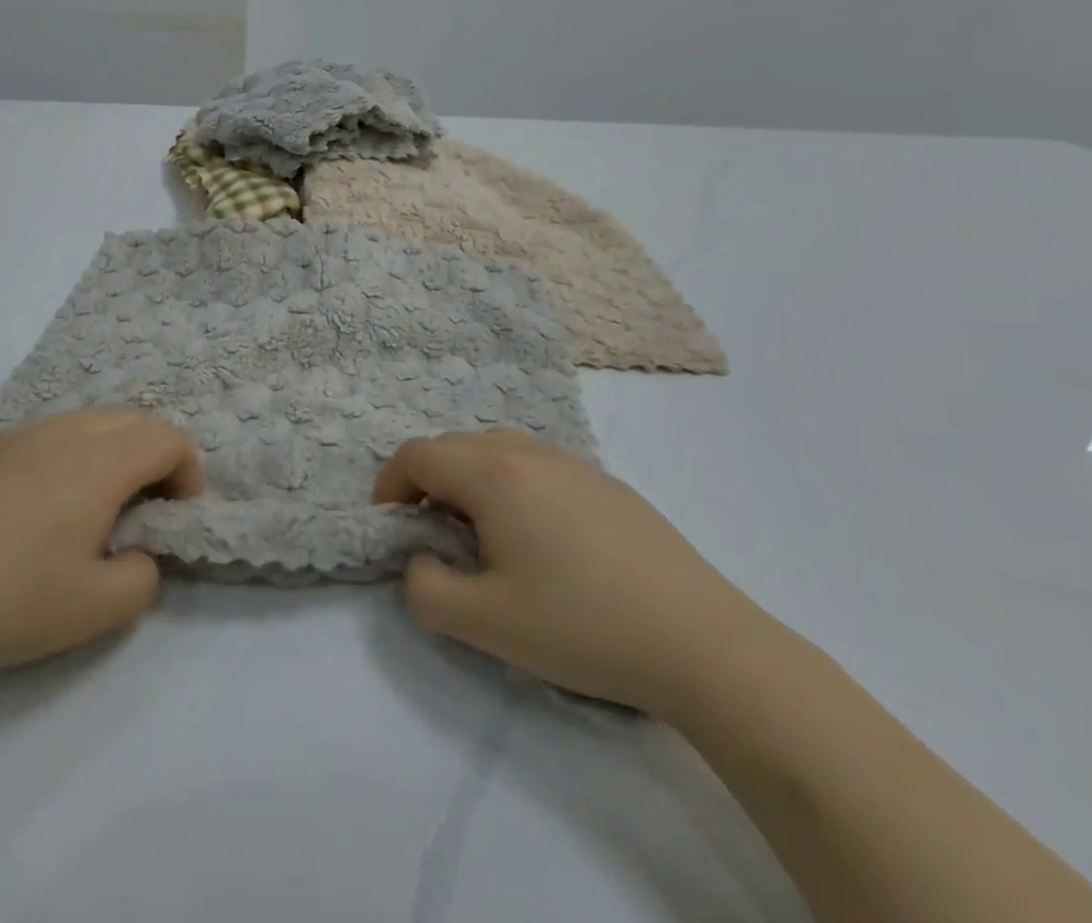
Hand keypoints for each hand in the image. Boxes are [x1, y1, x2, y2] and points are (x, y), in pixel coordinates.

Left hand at [0, 409, 201, 705]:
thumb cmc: (7, 598)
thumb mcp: (96, 608)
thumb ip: (143, 577)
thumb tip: (137, 554)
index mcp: (101, 459)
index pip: (168, 438)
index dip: (188, 473)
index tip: (177, 517)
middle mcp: (65, 431)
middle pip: (133, 420)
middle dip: (154, 457)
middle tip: (144, 510)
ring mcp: (19, 434)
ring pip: (89, 422)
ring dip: (112, 452)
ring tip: (94, 508)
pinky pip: (49, 434)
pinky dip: (70, 455)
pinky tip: (40, 508)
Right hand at [373, 430, 772, 715]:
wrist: (702, 644)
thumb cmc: (582, 627)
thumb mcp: (484, 623)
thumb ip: (424, 589)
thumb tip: (420, 561)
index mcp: (493, 474)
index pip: (417, 455)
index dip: (389, 484)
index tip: (389, 525)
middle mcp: (528, 452)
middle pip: (454, 446)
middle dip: (427, 481)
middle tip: (431, 533)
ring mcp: (574, 463)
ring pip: (497, 449)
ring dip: (470, 479)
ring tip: (482, 532)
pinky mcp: (608, 484)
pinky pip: (538, 466)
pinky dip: (513, 485)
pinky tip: (541, 540)